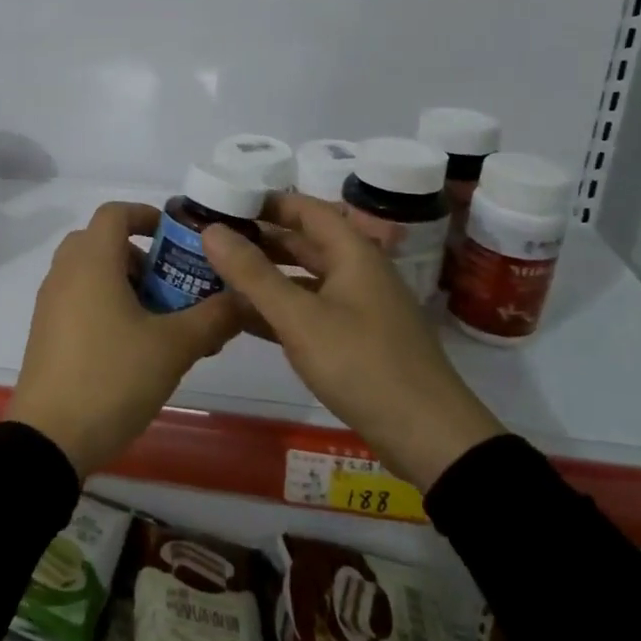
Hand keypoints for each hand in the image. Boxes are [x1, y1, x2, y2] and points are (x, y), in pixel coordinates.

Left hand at [7, 201, 240, 476]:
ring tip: (160, 320)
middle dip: (141, 255)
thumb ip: (213, 318)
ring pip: (90, 272)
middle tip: (172, 284)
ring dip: (125, 282)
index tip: (177, 238)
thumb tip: (244, 298)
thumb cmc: (112, 377)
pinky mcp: (45, 330)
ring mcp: (50, 302)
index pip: (115, 212)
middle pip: (102, 241)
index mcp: (91, 261)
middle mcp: (65, 272)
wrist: (49, 437)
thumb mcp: (173, 348)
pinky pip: (78, 298)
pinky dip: (106, 303)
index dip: (148, 215)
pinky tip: (134, 345)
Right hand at [201, 193, 504, 489]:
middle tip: (210, 240)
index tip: (223, 202)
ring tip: (216, 276)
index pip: (306, 209)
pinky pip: (308, 311)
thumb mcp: (300, 318)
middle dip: (258, 240)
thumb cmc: (363, 364)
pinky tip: (241, 319)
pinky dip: (278, 310)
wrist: (430, 438)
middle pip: (303, 243)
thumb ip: (253, 273)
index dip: (266, 202)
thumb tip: (211, 230)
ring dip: (264, 276)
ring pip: (303, 280)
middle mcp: (357, 272)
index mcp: (352, 253)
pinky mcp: (355, 341)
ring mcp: (357, 308)